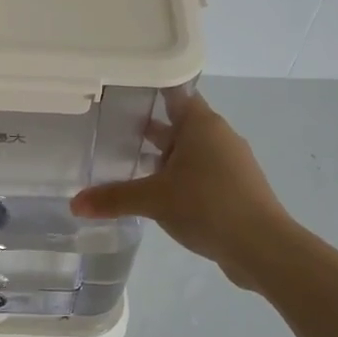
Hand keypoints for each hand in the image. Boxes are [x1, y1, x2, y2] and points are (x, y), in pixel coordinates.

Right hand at [70, 93, 296, 288]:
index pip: (172, 92)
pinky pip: (200, 172)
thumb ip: (114, 198)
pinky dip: (178, 176)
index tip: (120, 91)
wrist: (263, 247)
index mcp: (201, 124)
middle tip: (112, 128)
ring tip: (129, 162)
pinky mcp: (235, 187)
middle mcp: (217, 135)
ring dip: (163, 155)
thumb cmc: (207, 206)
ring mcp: (230, 162)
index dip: (147, 89)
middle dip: (148, 126)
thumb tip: (74, 204)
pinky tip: (158, 194)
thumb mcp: (154, 200)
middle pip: (178, 122)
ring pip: (189, 149)